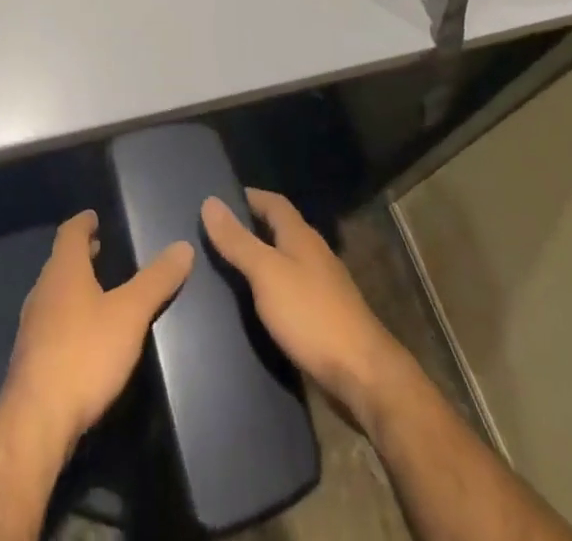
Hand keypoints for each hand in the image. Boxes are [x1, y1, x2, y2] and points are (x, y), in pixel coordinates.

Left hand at [0, 210, 193, 454]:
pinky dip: (68, 315)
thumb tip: (183, 246)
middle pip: (60, 261)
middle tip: (101, 249)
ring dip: (73, 285)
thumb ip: (156, 281)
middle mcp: (43, 290)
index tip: (94, 217)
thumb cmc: (85, 353)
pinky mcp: (31, 358)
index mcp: (63, 270)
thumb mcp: (130, 314)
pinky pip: (51, 322)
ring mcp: (33, 325)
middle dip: (80, 254)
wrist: (36, 421)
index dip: (83, 222)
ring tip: (96, 289)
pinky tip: (83, 335)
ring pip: (54, 292)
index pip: (70, 232)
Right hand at [201, 188, 407, 422]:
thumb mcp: (266, 273)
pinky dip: (271, 289)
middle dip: (251, 228)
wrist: (362, 375)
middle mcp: (314, 254)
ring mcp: (322, 287)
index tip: (220, 199)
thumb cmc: (311, 315)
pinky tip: (255, 305)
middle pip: (280, 230)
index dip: (249, 197)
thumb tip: (209, 201)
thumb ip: (238, 240)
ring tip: (228, 269)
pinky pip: (291, 291)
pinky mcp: (324, 317)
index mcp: (301, 236)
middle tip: (216, 235)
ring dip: (261, 260)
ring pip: (286, 261)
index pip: (274, 202)